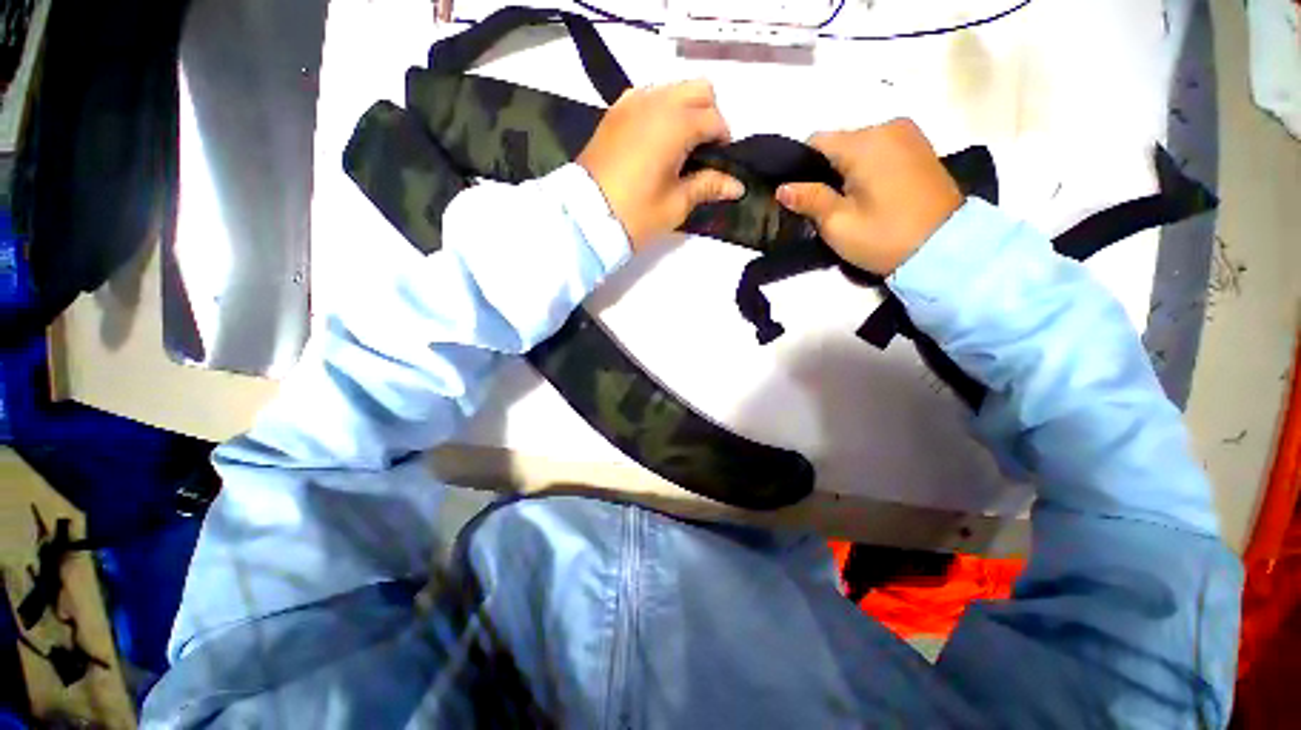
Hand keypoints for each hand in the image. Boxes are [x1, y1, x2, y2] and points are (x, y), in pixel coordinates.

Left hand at [578, 80, 744, 249]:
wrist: (585, 218)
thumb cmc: (636, 214)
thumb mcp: (676, 204)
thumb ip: (708, 186)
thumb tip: (738, 185)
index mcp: (675, 124)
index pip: (714, 118)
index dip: (723, 139)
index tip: (720, 163)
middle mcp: (655, 101)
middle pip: (698, 89)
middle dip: (709, 115)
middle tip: (702, 151)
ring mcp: (631, 102)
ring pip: (672, 88)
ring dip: (685, 110)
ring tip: (679, 148)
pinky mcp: (614, 112)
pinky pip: (647, 96)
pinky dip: (660, 110)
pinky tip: (656, 140)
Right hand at [775, 119, 963, 275]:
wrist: (945, 248)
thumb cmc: (884, 236)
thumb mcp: (838, 224)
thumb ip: (809, 200)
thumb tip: (782, 188)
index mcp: (865, 142)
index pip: (816, 142)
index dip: (801, 167)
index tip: (799, 194)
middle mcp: (888, 127)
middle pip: (840, 143)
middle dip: (826, 170)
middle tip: (823, 205)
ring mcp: (909, 134)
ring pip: (860, 146)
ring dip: (847, 169)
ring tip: (848, 202)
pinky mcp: (922, 147)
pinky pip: (881, 150)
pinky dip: (869, 167)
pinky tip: (870, 193)